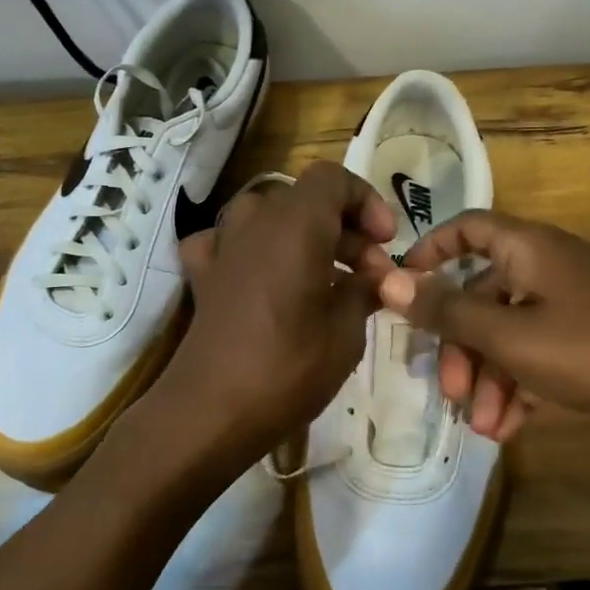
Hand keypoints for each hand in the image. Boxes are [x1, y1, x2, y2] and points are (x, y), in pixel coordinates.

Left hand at [158, 162, 397, 468]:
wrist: (212, 410)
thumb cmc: (289, 367)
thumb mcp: (346, 331)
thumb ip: (364, 291)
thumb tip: (380, 278)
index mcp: (295, 223)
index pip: (333, 178)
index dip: (366, 201)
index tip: (386, 242)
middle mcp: (255, 221)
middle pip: (305, 200)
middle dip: (345, 230)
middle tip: (371, 277)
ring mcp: (222, 246)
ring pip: (268, 217)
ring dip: (302, 237)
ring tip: (325, 278)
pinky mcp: (202, 275)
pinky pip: (227, 243)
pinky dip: (250, 251)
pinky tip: (262, 277)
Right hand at [378, 210, 589, 440]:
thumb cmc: (583, 351)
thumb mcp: (505, 335)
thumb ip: (445, 309)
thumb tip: (387, 281)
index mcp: (529, 247)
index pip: (467, 227)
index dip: (429, 251)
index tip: (402, 286)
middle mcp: (545, 265)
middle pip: (480, 294)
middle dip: (460, 348)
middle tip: (451, 393)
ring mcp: (566, 300)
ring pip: (505, 330)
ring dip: (488, 379)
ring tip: (484, 427)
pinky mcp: (582, 333)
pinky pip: (533, 349)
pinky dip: (517, 383)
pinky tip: (509, 426)